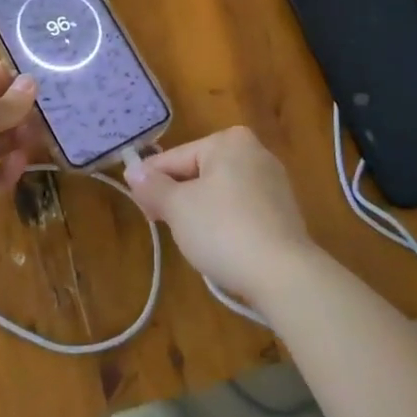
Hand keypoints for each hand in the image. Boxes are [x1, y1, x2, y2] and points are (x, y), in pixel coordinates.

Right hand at [125, 127, 315, 304]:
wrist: (283, 275)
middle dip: (177, 196)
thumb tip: (132, 170)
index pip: (176, 157)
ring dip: (199, 210)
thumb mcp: (177, 207)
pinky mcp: (283, 212)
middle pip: (199, 172)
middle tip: (158, 222)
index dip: (151, 181)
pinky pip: (241, 209)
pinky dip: (225, 222)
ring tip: (187, 237)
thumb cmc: (223, 229)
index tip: (137, 205)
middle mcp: (255, 151)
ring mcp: (274, 182)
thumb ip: (152, 186)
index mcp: (229, 140)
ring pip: (219, 192)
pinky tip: (218, 244)